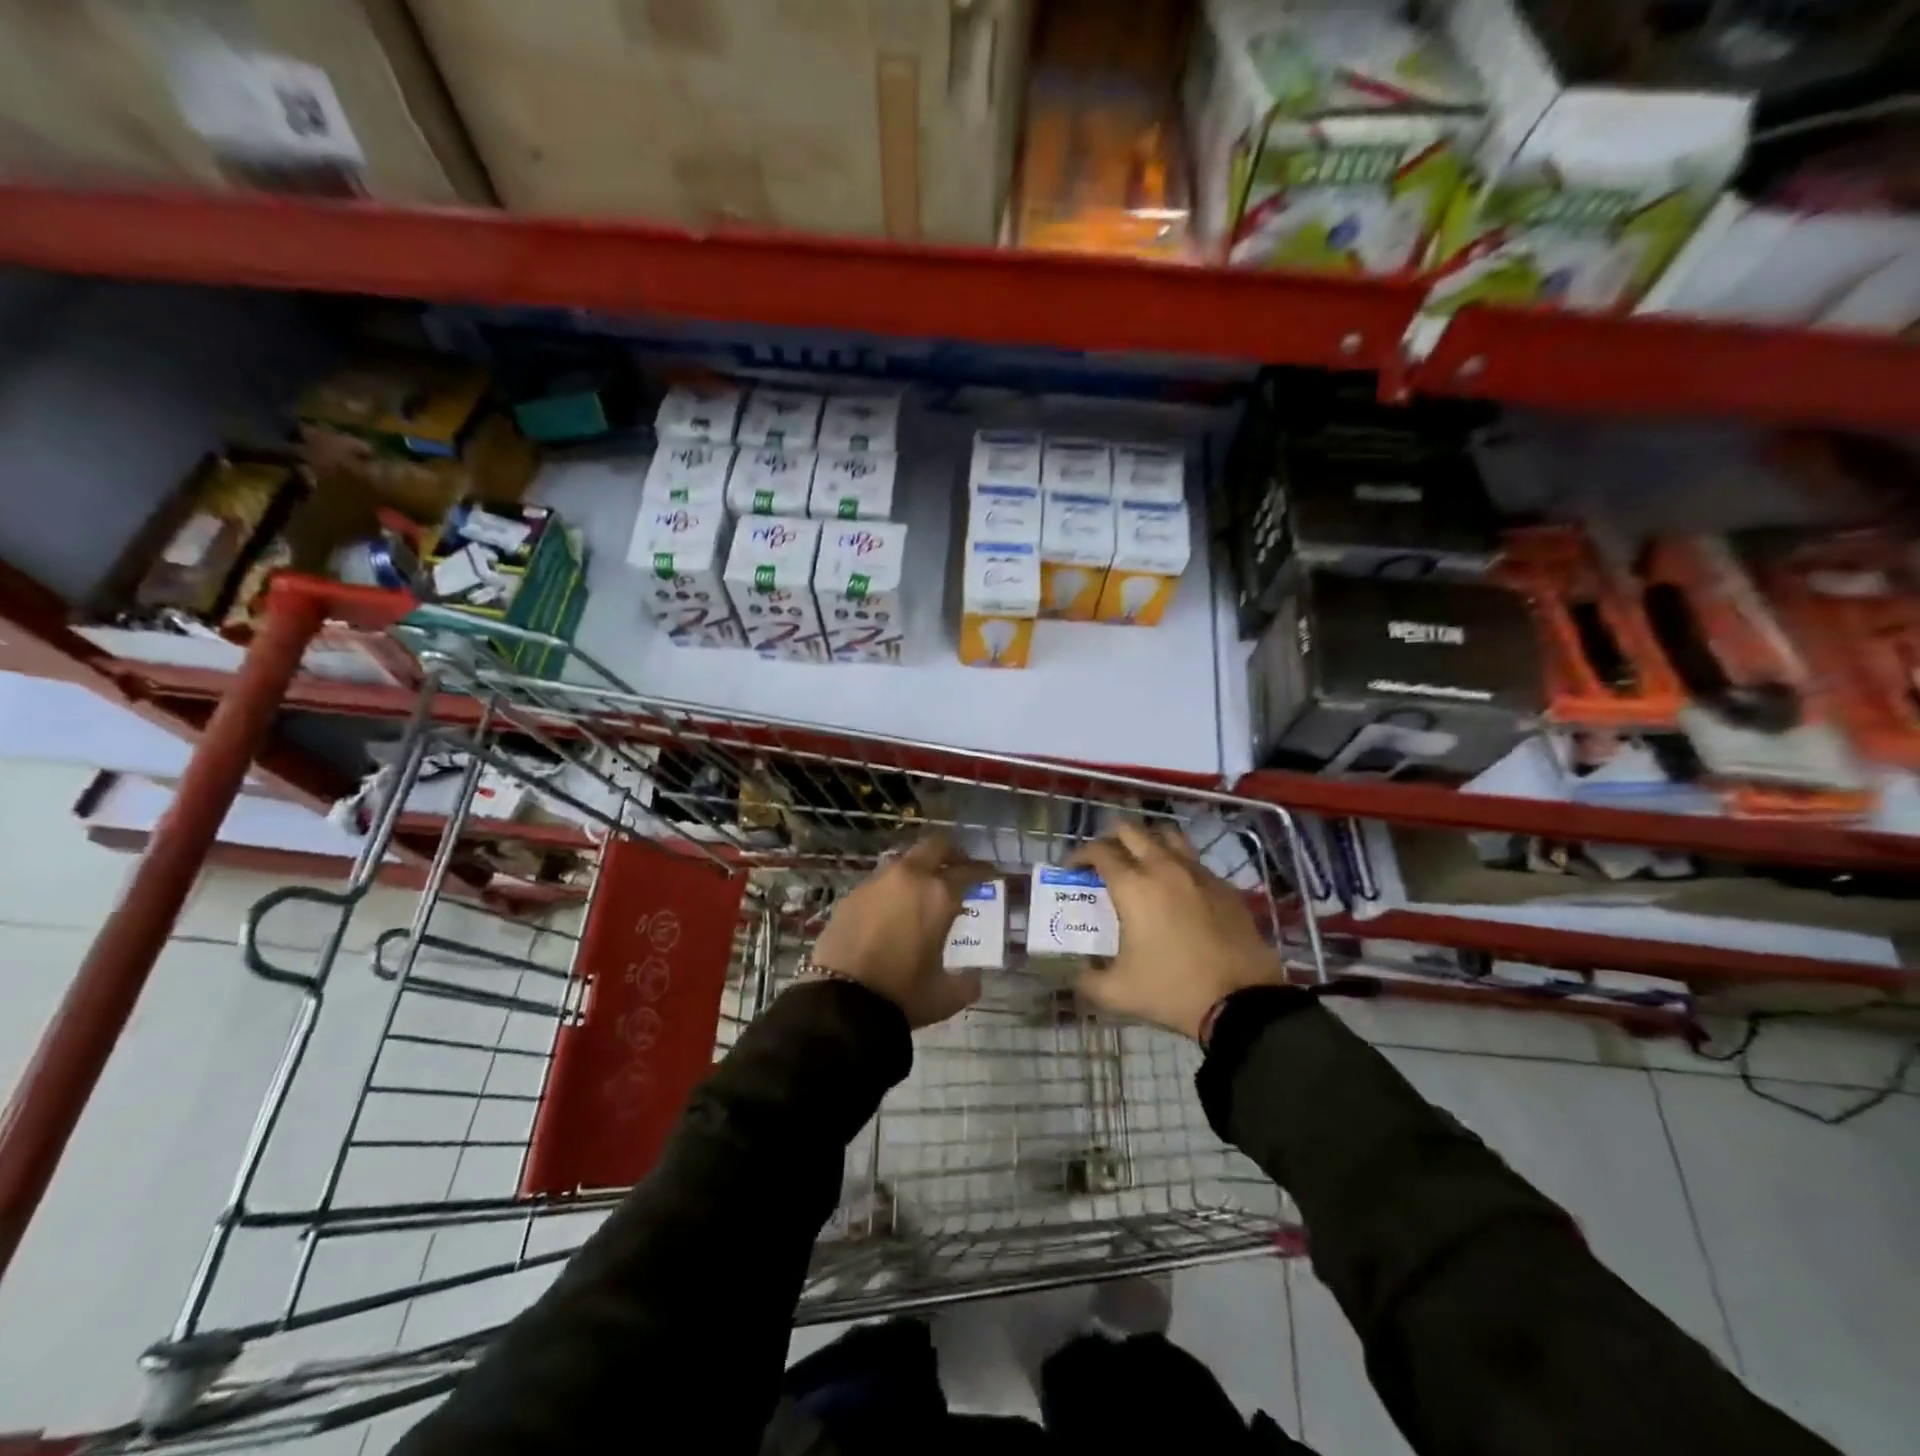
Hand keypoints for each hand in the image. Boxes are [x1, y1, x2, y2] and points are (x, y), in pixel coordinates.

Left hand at [813, 832, 993, 1029]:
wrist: (841, 998)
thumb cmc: (902, 993)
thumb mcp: (944, 996)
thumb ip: (965, 983)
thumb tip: (973, 980)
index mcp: (939, 896)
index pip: (968, 871)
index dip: (983, 871)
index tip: (991, 874)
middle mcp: (910, 878)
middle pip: (936, 846)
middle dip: (951, 853)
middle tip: (959, 868)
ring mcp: (878, 882)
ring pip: (905, 861)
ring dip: (919, 869)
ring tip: (923, 891)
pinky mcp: (853, 894)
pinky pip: (880, 881)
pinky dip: (893, 888)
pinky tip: (892, 910)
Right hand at [1070, 823, 1284, 1040]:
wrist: (1241, 1002)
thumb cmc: (1172, 990)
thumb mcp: (1117, 993)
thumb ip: (1087, 981)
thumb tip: (1077, 975)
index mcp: (1133, 887)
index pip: (1099, 851)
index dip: (1080, 855)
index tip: (1073, 869)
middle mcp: (1163, 868)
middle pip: (1131, 831)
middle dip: (1111, 839)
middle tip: (1104, 861)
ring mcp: (1198, 873)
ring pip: (1167, 836)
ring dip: (1148, 842)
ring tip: (1141, 863)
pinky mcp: (1224, 886)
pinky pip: (1194, 861)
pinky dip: (1178, 865)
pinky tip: (1177, 890)